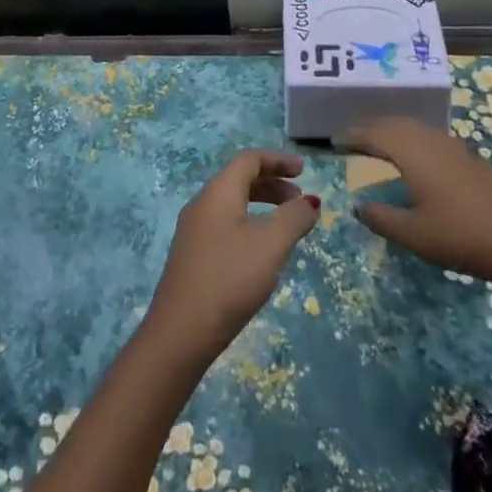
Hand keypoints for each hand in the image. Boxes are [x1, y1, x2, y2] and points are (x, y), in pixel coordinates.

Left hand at [146, 150, 320, 365]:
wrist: (181, 331)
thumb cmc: (230, 278)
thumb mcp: (271, 245)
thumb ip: (293, 218)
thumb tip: (309, 201)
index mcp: (218, 192)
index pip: (249, 160)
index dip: (277, 160)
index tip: (303, 170)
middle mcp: (202, 204)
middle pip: (239, 180)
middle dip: (272, 184)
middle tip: (299, 200)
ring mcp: (193, 231)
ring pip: (232, 204)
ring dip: (261, 206)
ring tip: (285, 227)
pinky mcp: (192, 257)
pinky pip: (224, 225)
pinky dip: (248, 225)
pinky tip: (260, 254)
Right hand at [343, 116, 491, 291]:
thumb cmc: (462, 237)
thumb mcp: (414, 235)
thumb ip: (382, 218)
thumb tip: (359, 206)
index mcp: (412, 153)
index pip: (375, 134)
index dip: (353, 135)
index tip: (335, 141)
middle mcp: (431, 141)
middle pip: (395, 124)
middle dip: (371, 128)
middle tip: (353, 138)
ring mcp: (455, 147)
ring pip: (416, 128)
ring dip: (393, 131)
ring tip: (379, 144)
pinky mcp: (472, 159)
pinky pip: (431, 137)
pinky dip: (413, 139)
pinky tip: (416, 158)